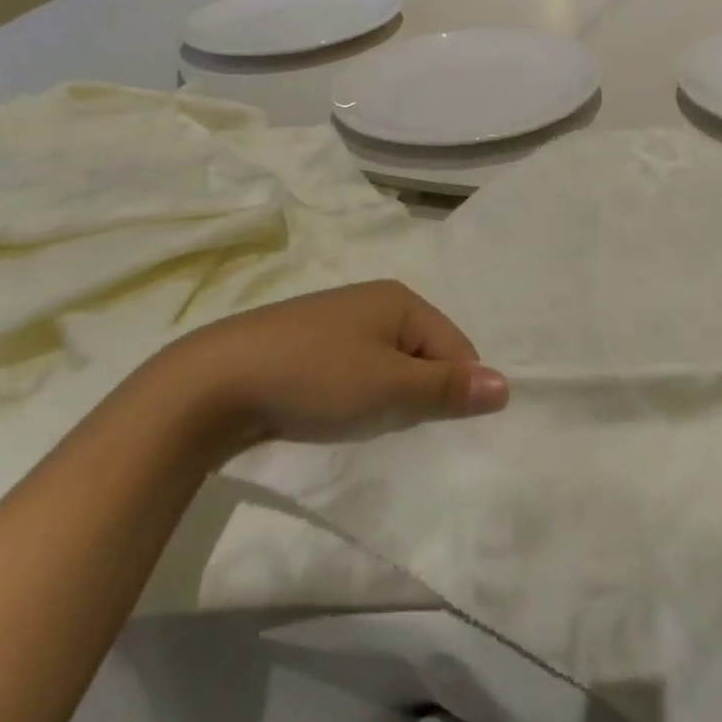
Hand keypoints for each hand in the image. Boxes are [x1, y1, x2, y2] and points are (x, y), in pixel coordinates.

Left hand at [147, 281, 506, 453]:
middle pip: (424, 354)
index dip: (449, 390)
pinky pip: (355, 369)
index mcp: (401, 300)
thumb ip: (448, 388)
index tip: (417, 421)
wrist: (213, 383)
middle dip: (415, 394)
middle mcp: (374, 301)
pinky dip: (354, 394)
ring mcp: (338, 321)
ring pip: (389, 366)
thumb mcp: (389, 387)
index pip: (457, 348)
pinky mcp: (309, 343)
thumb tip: (508, 386)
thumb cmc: (314, 378)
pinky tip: (330, 411)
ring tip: (355, 418)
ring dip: (385, 397)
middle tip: (385, 419)